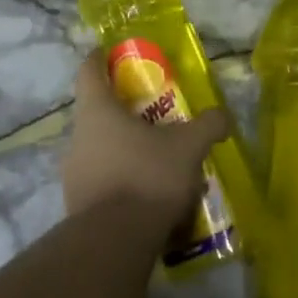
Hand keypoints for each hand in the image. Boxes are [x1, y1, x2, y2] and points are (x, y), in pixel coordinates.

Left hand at [62, 51, 232, 223]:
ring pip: (100, 150)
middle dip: (125, 112)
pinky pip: (102, 182)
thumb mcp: (188, 146)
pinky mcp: (77, 207)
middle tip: (155, 115)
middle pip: (97, 113)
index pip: (89, 71)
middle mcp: (78, 138)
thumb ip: (208, 125)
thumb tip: (223, 116)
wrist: (114, 243)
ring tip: (158, 160)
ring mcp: (73, 174)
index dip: (100, 58)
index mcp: (97, 111)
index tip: (113, 53)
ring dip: (125, 150)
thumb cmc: (147, 176)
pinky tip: (149, 195)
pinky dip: (122, 181)